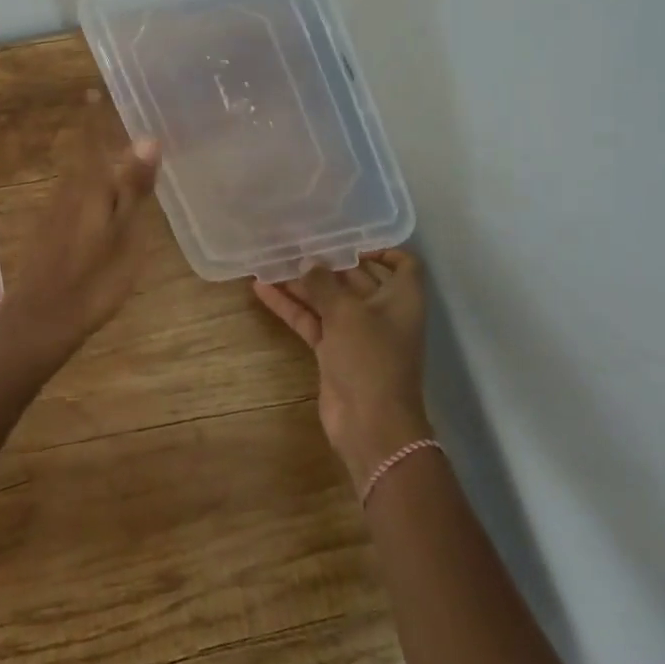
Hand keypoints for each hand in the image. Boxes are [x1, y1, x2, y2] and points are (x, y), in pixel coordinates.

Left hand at [0, 95, 160, 365]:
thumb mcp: (124, 233)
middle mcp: (68, 190)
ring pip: (81, 177)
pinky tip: (106, 201)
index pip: (91, 139)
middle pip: (86, 156)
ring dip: (98, 163)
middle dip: (100, 138)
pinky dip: (94, 188)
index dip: (94, 116)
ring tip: (122, 158)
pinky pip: (77, 196)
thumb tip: (147, 138)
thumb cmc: (92, 278)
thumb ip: (134, 186)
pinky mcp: (52, 232)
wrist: (42, 318)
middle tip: (122, 121)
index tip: (92, 89)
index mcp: (88, 186)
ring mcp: (57, 212)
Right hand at [254, 250, 430, 490]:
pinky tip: (262, 290)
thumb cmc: (370, 358)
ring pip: (328, 300)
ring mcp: (356, 334)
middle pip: (356, 279)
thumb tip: (308, 262)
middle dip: (327, 262)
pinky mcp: (334, 352)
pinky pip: (312, 321)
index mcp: (401, 299)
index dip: (381, 249)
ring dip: (302, 283)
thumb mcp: (347, 313)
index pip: (402, 264)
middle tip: (295, 241)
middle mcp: (382, 312)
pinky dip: (291, 307)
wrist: (371, 425)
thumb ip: (324, 283)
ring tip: (270, 261)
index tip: (348, 238)